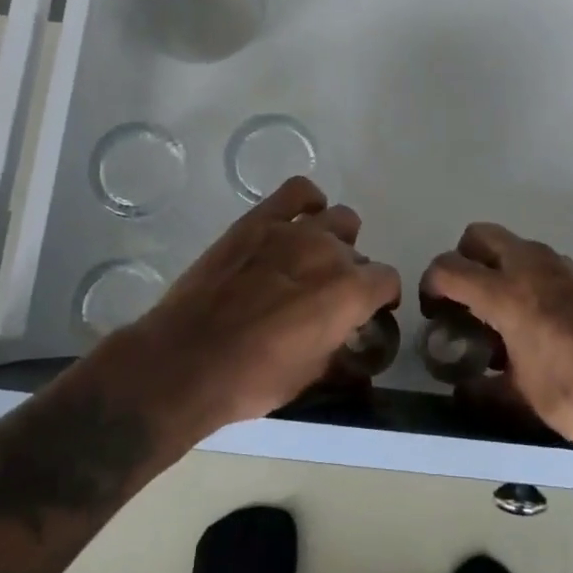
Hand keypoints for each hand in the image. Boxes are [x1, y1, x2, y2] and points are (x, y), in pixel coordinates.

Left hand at [125, 177, 400, 432]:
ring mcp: (292, 230)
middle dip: (352, 275)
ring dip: (335, 240)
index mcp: (350, 292)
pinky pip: (298, 191)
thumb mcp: (311, 375)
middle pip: (358, 253)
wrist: (185, 362)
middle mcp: (330, 252)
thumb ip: (339, 345)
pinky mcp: (257, 221)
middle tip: (328, 298)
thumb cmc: (253, 380)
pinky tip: (298, 221)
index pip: (387, 280)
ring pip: (338, 218)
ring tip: (314, 259)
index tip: (369, 311)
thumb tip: (346, 335)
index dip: (381, 298)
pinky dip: (307, 202)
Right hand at [422, 222, 572, 449]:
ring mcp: (564, 268)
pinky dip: (531, 279)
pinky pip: (546, 264)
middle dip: (464, 259)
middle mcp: (532, 269)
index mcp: (507, 295)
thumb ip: (487, 393)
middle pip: (480, 235)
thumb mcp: (527, 402)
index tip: (435, 311)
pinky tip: (544, 323)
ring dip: (500, 267)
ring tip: (505, 315)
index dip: (431, 284)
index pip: (450, 268)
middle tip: (467, 298)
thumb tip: (464, 392)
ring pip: (516, 246)